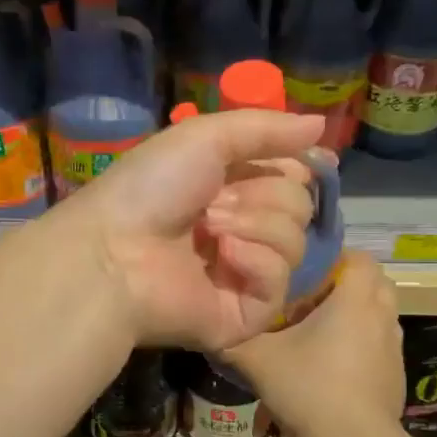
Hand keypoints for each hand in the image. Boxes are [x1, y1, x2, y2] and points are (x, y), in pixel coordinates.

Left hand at [60, 109, 323, 350]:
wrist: (115, 251)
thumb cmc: (152, 188)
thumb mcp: (205, 137)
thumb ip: (265, 128)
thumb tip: (321, 122)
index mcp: (231, 189)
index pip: (292, 177)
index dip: (292, 167)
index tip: (290, 160)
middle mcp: (242, 229)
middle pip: (300, 207)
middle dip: (262, 196)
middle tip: (215, 203)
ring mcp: (244, 274)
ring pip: (296, 243)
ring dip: (255, 226)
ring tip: (210, 230)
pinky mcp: (246, 314)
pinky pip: (282, 283)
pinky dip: (256, 262)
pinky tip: (223, 257)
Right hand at [224, 251, 403, 436]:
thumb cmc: (310, 389)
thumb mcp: (258, 360)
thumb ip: (232, 337)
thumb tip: (210, 324)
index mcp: (356, 298)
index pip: (358, 257)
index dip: (333, 257)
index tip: (303, 272)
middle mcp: (382, 314)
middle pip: (373, 281)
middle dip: (345, 282)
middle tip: (310, 297)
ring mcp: (394, 346)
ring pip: (379, 312)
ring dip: (355, 313)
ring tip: (320, 330)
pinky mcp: (396, 373)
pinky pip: (379, 342)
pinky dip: (362, 342)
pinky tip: (333, 365)